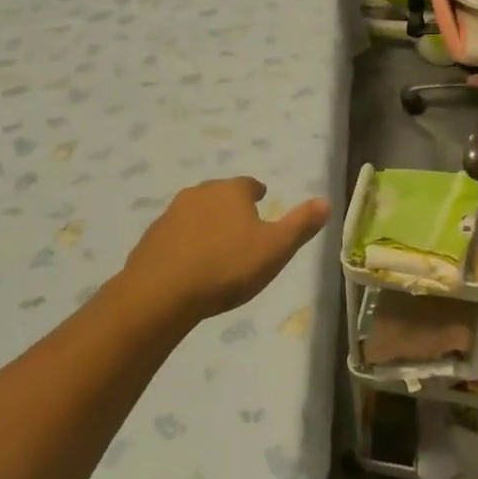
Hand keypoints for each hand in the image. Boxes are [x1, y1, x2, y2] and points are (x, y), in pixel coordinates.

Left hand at [119, 178, 330, 326]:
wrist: (161, 293)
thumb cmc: (227, 267)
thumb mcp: (275, 249)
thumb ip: (300, 225)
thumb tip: (326, 202)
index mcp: (231, 191)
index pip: (249, 185)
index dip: (257, 194)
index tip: (262, 201)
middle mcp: (199, 193)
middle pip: (220, 195)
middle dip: (231, 207)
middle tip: (241, 227)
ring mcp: (171, 213)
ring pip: (196, 213)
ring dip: (206, 224)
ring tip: (216, 247)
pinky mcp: (151, 237)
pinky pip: (175, 235)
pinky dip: (185, 243)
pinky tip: (189, 264)